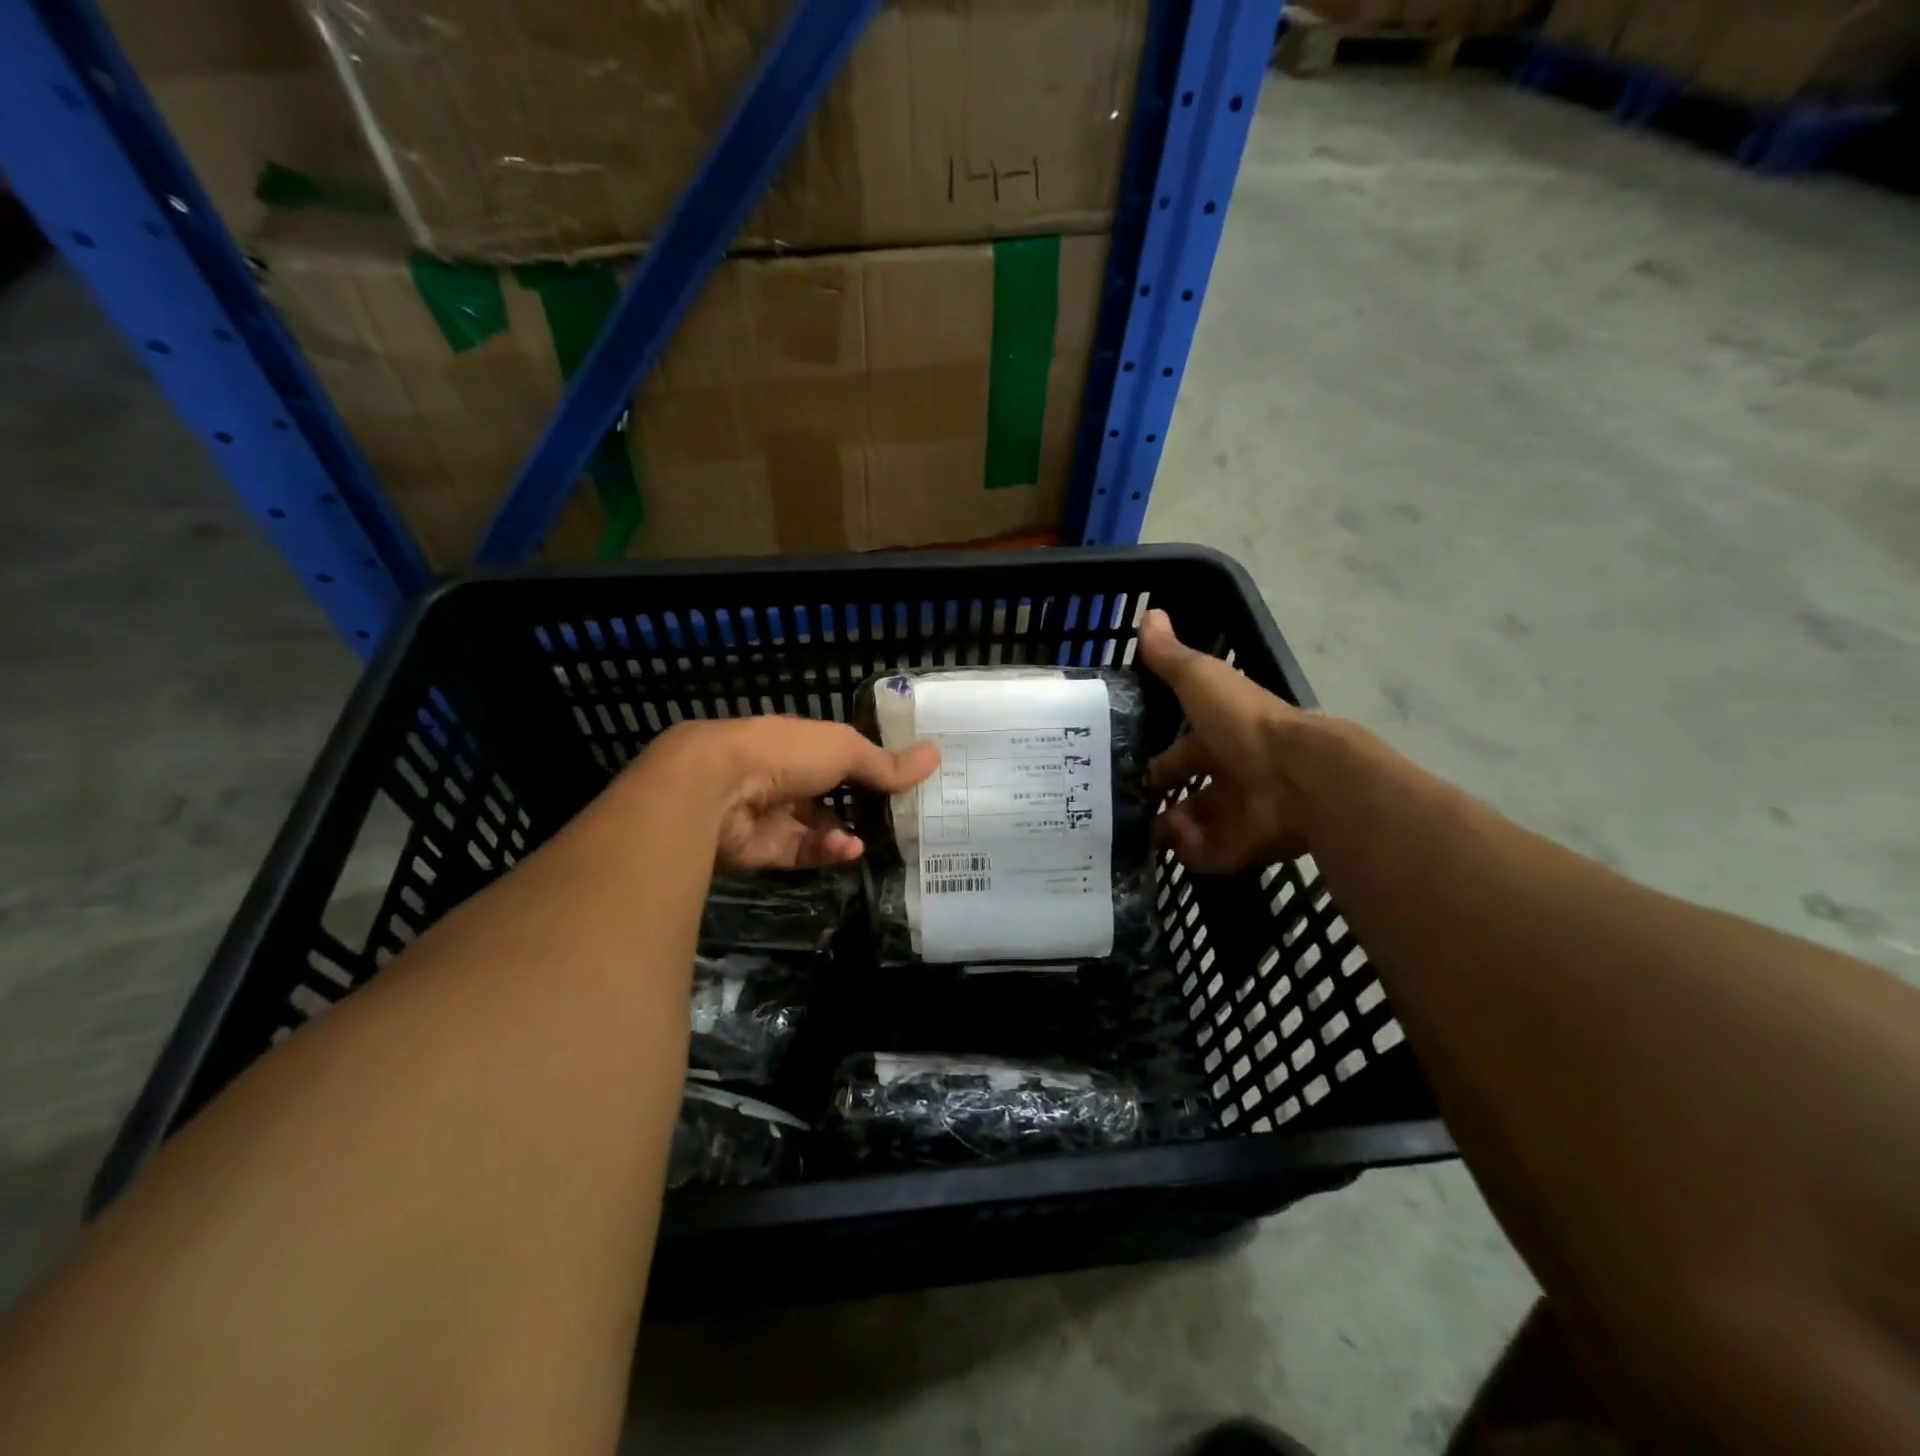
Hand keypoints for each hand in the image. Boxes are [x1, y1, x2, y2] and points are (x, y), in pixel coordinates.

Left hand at [644, 717, 937, 871]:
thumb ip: (886, 762)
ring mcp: (772, 813)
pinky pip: (804, 852)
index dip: (872, 767)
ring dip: (846, 835)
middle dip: (862, 808)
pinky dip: (827, 852)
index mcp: (800, 743)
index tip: (905, 782)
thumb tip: (936, 754)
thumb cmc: (784, 754)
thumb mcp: (845, 750)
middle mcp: (785, 776)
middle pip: (831, 795)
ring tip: (870, 841)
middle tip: (899, 822)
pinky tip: (849, 851)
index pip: (841, 755)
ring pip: (819, 828)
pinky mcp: (763, 849)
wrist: (715, 789)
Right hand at [1138, 609, 1312, 871]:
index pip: (1181, 753)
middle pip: (1187, 793)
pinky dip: (1188, 849)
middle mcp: (1230, 775)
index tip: (1123, 771)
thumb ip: (1170, 657)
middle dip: (1157, 801)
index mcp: (1220, 737)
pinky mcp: (1241, 847)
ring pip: (1192, 826)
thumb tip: (1149, 614)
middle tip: (1122, 809)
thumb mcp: (1200, 680)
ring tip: (1143, 829)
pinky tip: (1177, 839)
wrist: (1295, 776)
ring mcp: (1237, 813)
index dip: (1156, 762)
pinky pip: (1205, 854)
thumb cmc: (1242, 723)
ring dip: (1167, 828)